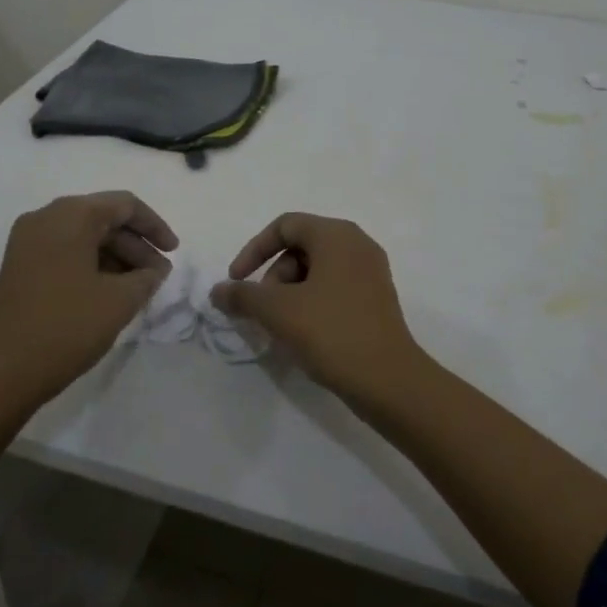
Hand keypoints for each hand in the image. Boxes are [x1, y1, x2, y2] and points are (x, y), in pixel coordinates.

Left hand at [0, 191, 177, 400]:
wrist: (1, 373)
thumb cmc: (66, 327)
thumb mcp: (119, 301)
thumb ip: (146, 277)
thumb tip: (154, 269)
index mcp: (70, 216)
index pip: (124, 205)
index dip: (155, 226)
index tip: (174, 252)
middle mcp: (45, 219)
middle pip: (103, 219)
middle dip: (136, 245)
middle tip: (159, 276)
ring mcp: (28, 243)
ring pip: (84, 237)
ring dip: (116, 257)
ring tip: (140, 288)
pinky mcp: (20, 267)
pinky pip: (66, 253)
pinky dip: (93, 266)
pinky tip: (111, 292)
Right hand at [210, 213, 425, 399]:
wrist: (388, 380)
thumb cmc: (331, 332)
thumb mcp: (277, 311)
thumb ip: (242, 296)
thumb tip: (217, 291)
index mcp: (336, 235)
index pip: (285, 226)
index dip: (254, 250)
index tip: (236, 281)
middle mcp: (357, 245)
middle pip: (300, 247)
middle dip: (273, 277)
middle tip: (263, 312)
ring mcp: (370, 272)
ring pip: (316, 271)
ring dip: (289, 294)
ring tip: (281, 328)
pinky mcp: (376, 299)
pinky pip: (334, 289)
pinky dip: (311, 303)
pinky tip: (303, 334)